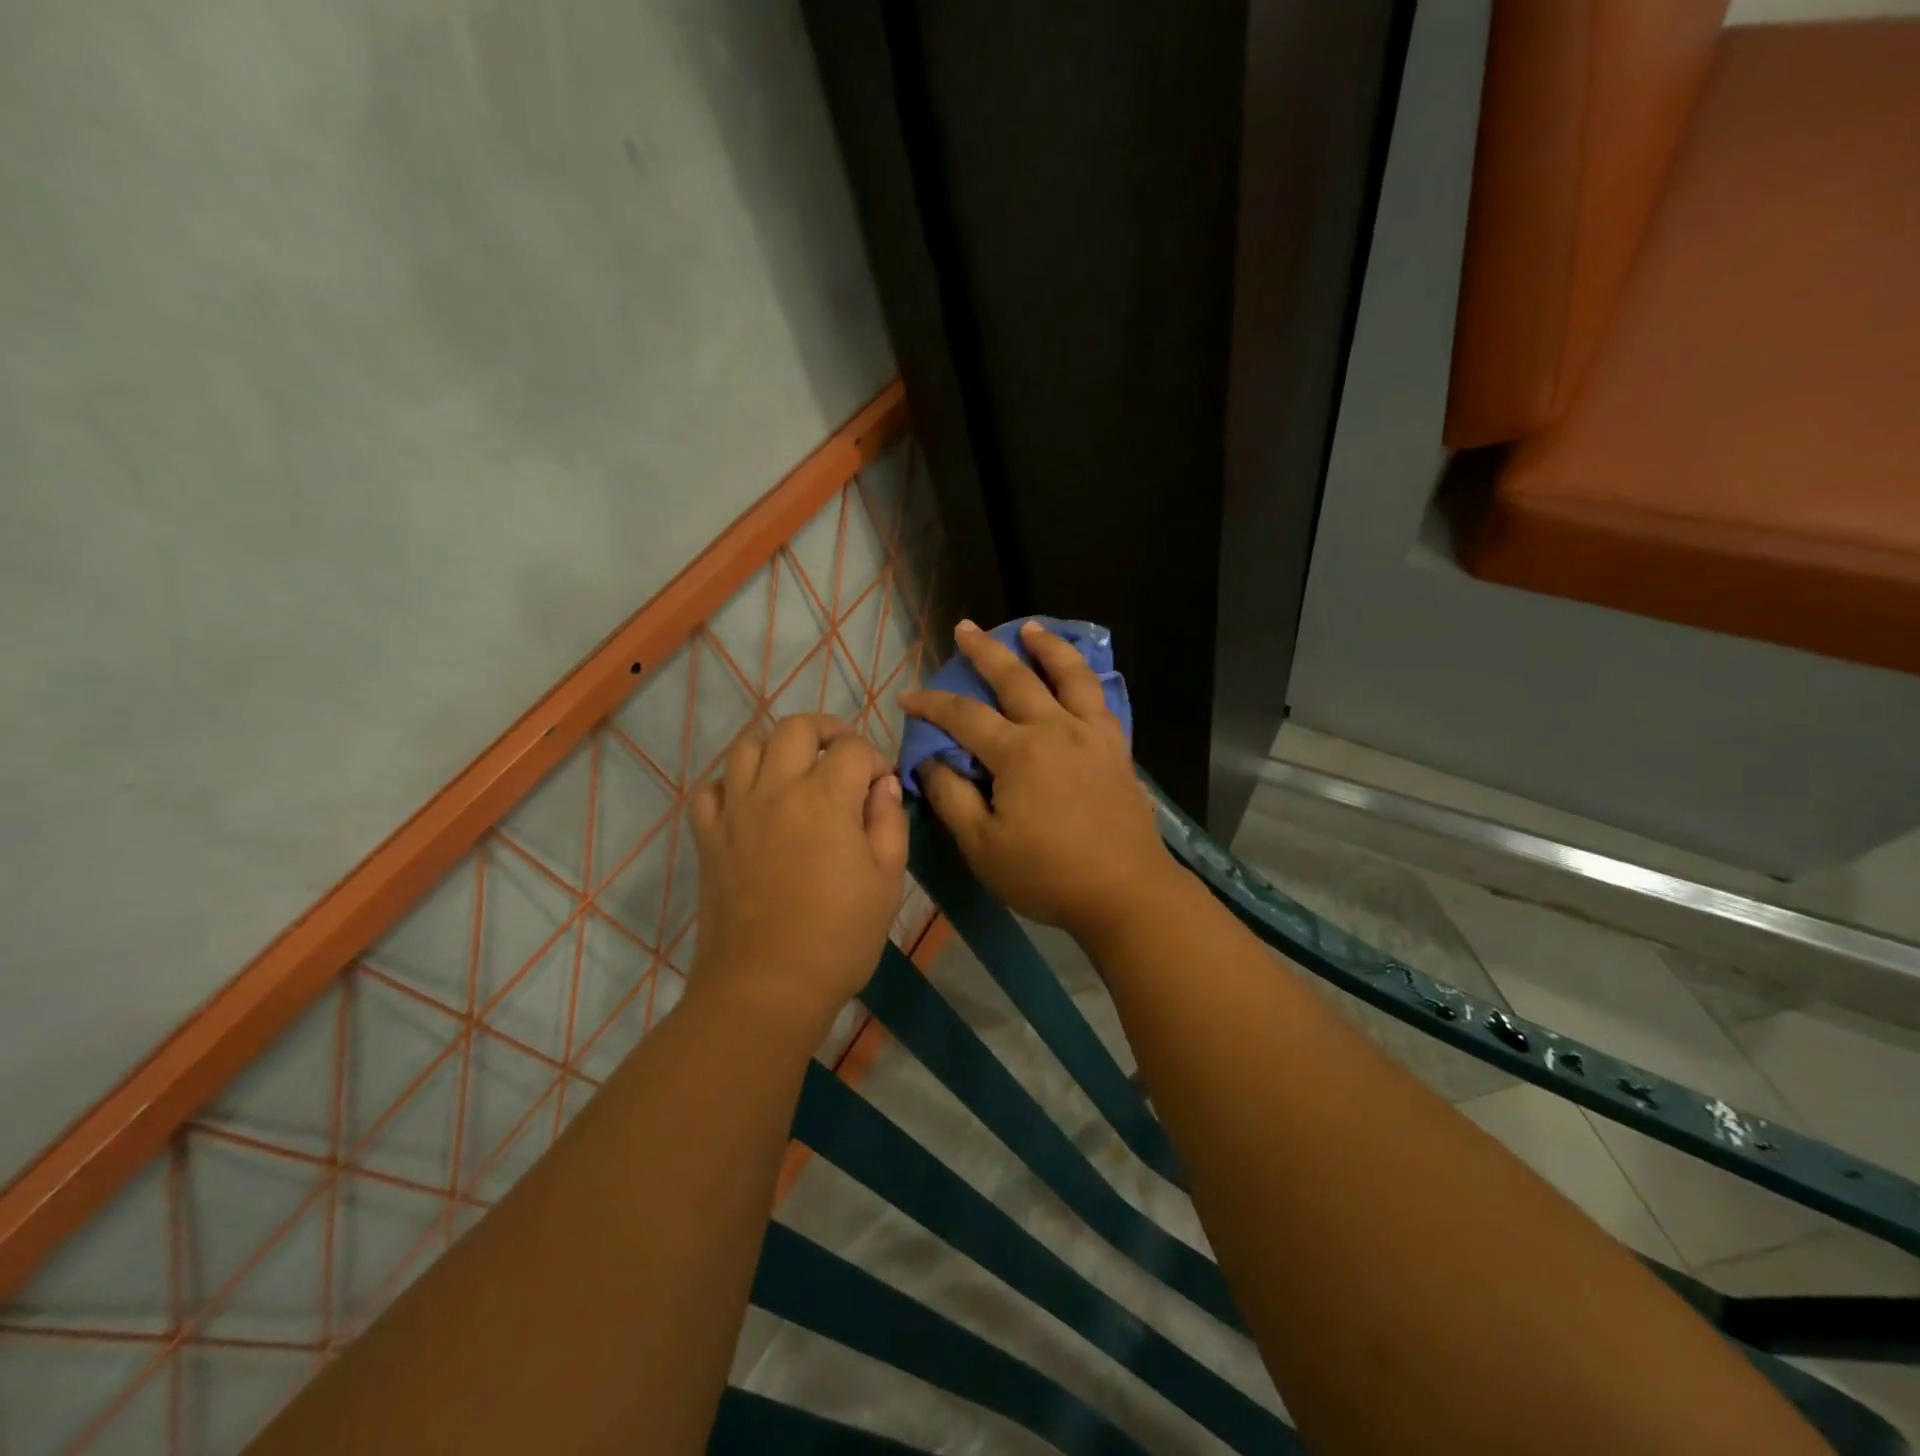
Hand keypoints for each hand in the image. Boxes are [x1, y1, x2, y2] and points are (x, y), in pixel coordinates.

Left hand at [687, 714, 906, 1034]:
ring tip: (796, 770)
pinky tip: (751, 804)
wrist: (766, 988)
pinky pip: (711, 789)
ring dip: (777, 748)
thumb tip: (883, 786)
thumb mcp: (887, 881)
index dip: (875, 760)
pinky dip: (732, 784)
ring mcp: (735, 811)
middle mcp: (776, 790)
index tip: (883, 787)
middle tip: (843, 756)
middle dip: (827, 730)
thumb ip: (889, 822)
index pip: (853, 749)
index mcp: (825, 798)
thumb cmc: (839, 937)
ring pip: (747, 746)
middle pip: (796, 728)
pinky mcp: (708, 837)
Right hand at [901, 620, 1182, 944]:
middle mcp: (1056, 730)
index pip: (963, 716)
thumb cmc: (1047, 874)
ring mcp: (1093, 736)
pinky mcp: (1118, 750)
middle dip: (985, 650)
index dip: (931, 703)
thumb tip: (931, 761)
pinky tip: (1079, 678)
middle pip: (1016, 678)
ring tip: (1031, 628)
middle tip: (966, 628)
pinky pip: (1101, 700)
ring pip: (1070, 676)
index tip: (907, 697)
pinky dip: (1085, 679)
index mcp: (1018, 752)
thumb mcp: (982, 846)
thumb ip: (951, 798)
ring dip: (1048, 647)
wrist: (1126, 892)